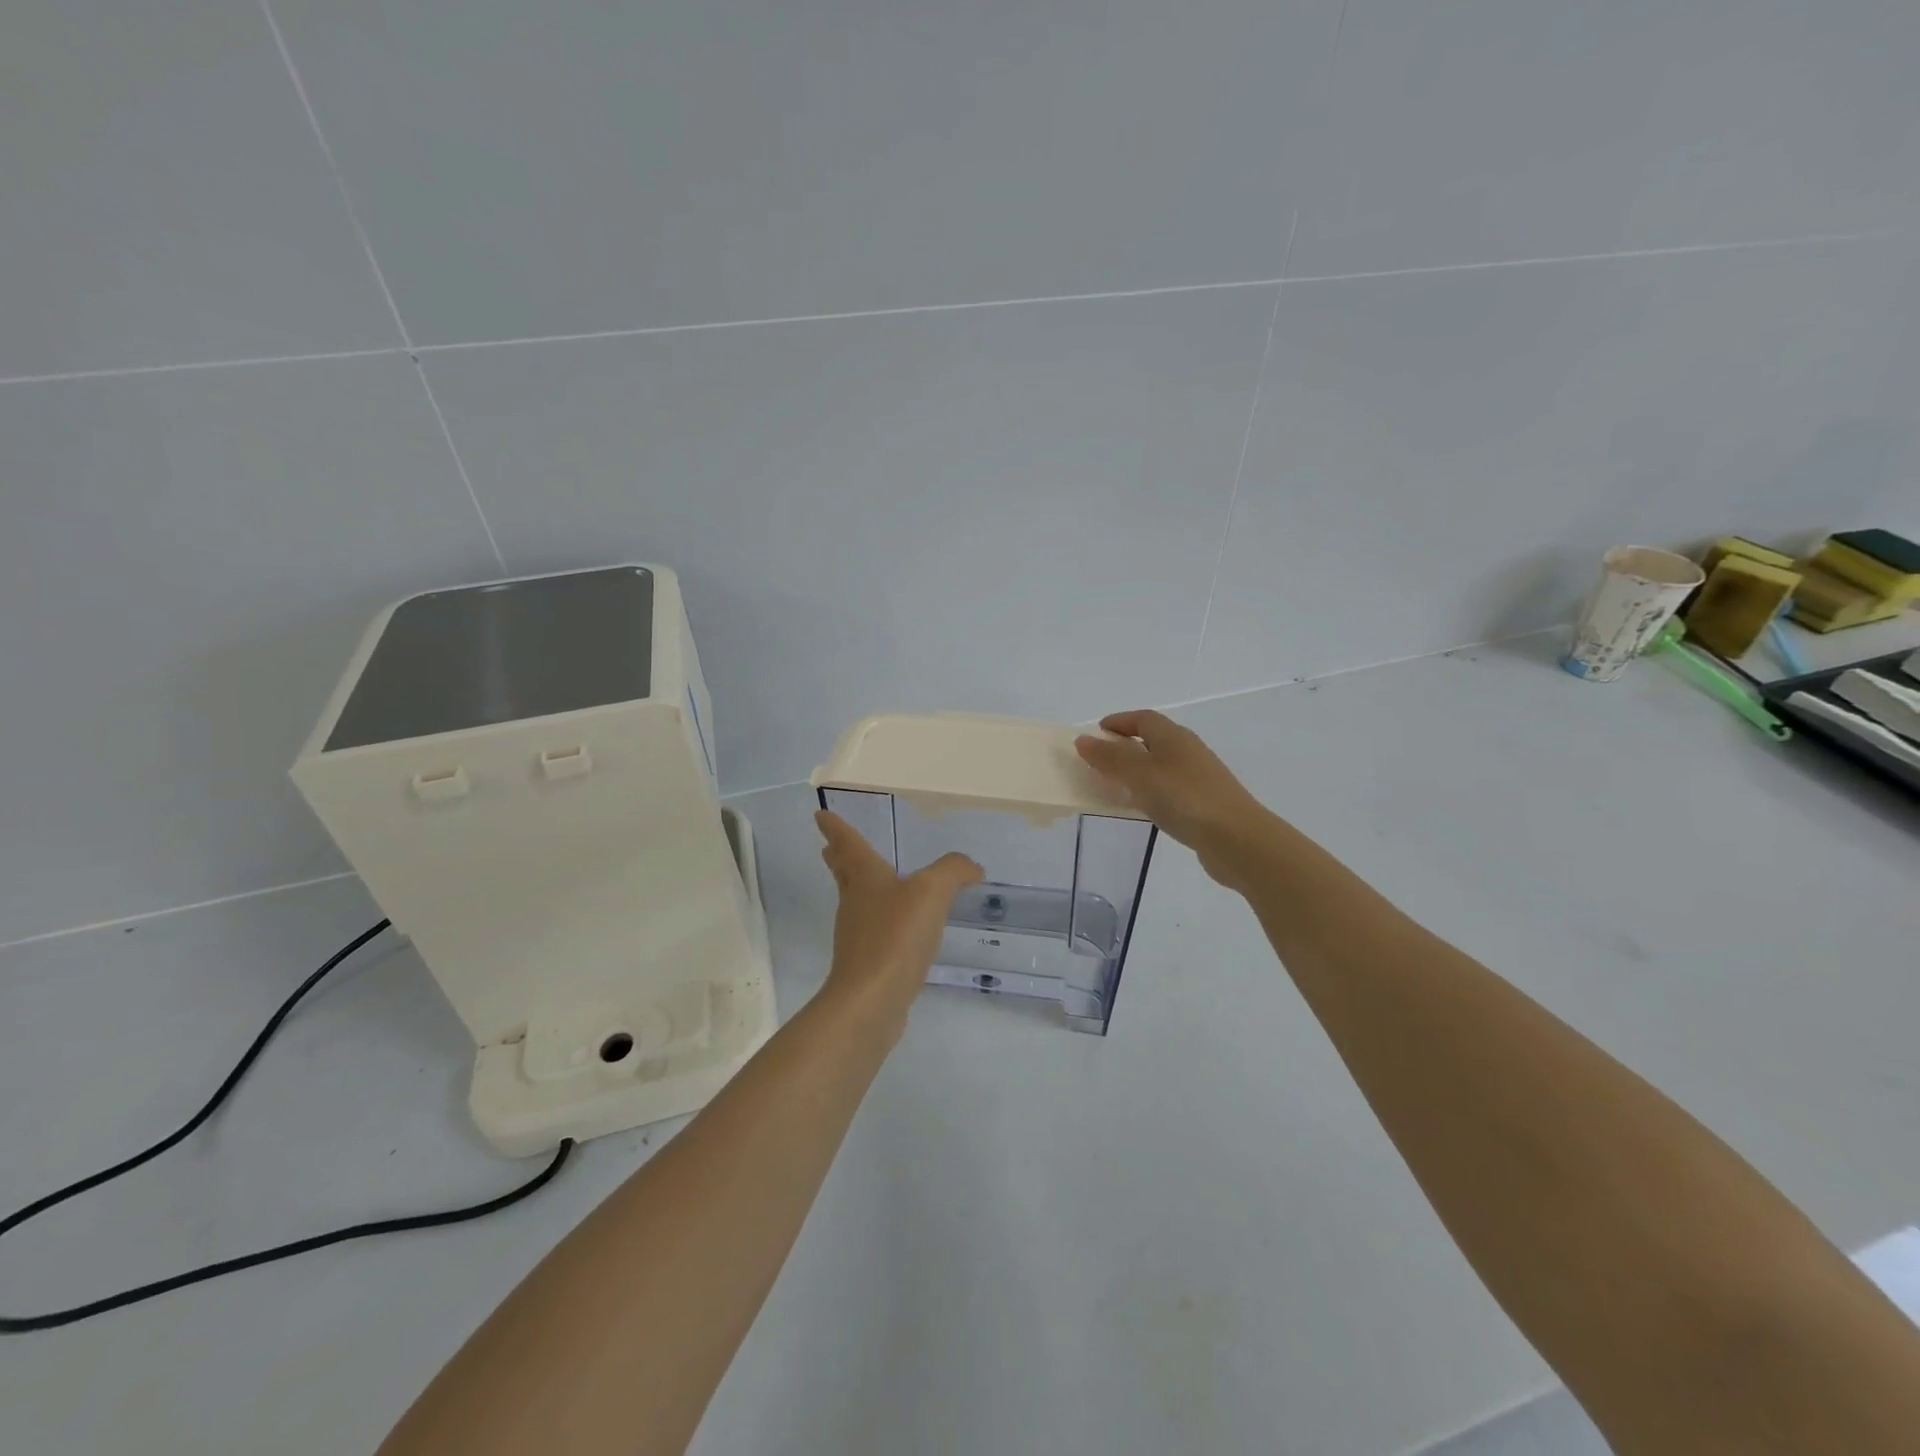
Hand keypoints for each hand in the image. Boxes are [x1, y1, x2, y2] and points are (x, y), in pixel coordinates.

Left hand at [815, 810, 981, 1032]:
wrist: (871, 1000)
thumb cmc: (895, 936)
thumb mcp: (931, 892)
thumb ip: (953, 872)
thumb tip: (971, 867)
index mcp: (865, 878)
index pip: (848, 844)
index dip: (835, 827)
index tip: (819, 815)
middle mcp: (855, 902)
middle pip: (844, 873)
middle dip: (838, 857)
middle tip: (829, 847)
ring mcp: (856, 935)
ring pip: (856, 901)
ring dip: (858, 888)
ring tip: (872, 882)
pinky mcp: (865, 964)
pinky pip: (873, 932)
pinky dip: (880, 921)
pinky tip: (898, 929)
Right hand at [1074, 710, 1271, 886]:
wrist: (1237, 839)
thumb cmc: (1184, 799)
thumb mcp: (1140, 774)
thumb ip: (1110, 757)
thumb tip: (1083, 740)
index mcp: (1174, 736)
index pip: (1142, 718)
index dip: (1118, 722)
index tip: (1094, 734)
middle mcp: (1188, 751)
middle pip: (1152, 740)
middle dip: (1125, 747)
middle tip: (1098, 762)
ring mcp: (1199, 778)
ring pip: (1161, 766)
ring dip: (1137, 771)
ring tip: (1114, 787)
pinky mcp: (1204, 804)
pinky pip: (1169, 789)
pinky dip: (1150, 792)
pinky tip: (1143, 809)